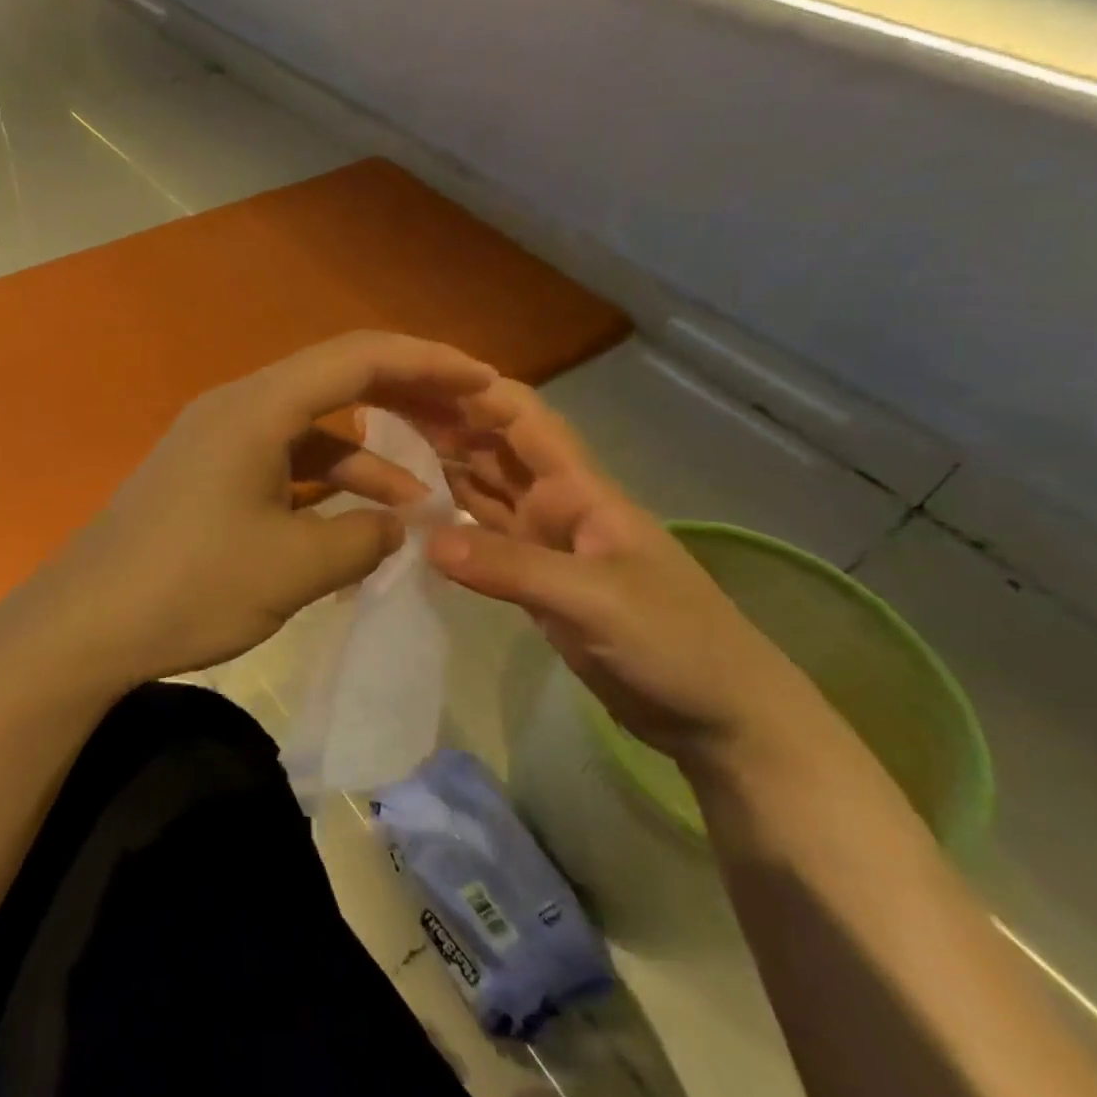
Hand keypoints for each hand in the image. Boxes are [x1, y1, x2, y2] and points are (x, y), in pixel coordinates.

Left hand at [33, 333, 497, 687]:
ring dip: (369, 454)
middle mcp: (239, 406)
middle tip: (467, 419)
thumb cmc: (188, 586)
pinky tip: (360, 518)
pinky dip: (328, 482)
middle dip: (407, 398)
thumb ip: (362, 538)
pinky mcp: (210, 474)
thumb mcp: (292, 567)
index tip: (484, 381)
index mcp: (258, 407)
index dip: (428, 363)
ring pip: (313, 428)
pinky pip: (285, 461)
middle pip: (337, 380)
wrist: (83, 625)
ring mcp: (221, 440)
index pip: (358, 358)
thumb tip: (400, 523)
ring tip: (425, 494)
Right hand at [422, 378, 822, 771]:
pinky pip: (482, 539)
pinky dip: (450, 525)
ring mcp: (543, 543)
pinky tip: (413, 518)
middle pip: (494, 449)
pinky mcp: (534, 581)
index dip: (475, 392)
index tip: (415, 379)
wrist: (719, 717)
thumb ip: (514, 568)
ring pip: (483, 491)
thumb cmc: (676, 641)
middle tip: (377, 413)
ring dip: (441, 469)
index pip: (522, 419)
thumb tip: (427, 539)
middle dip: (445, 425)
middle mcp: (554, 503)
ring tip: (383, 453)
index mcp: (578, 488)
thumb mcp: (597, 599)